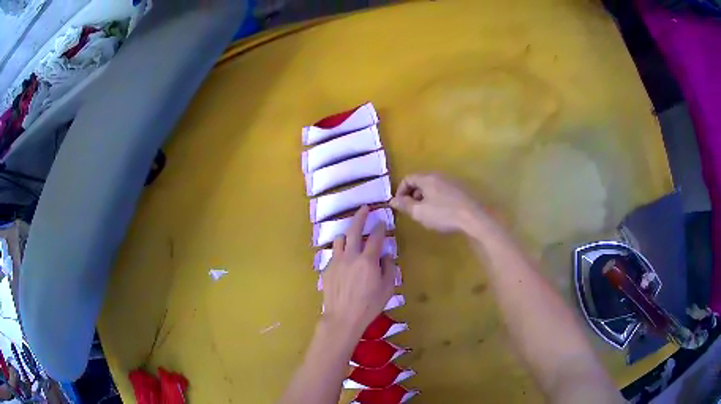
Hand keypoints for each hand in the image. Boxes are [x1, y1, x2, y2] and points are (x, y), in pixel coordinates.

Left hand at [321, 206, 395, 337]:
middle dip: (360, 216)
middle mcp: (351, 256)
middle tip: (365, 208)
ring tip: (352, 235)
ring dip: (348, 233)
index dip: (380, 227)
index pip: (375, 237)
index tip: (382, 221)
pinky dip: (341, 250)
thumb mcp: (387, 289)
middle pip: (354, 229)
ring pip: (340, 238)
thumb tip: (385, 255)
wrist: (342, 317)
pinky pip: (334, 252)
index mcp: (368, 260)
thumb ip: (389, 268)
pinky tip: (344, 257)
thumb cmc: (369, 305)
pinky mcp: (327, 268)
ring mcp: (336, 261)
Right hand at [390, 173, 484, 233]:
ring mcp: (452, 181)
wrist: (474, 216)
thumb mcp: (420, 212)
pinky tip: (442, 212)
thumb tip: (392, 200)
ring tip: (427, 213)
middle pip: (420, 181)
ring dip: (425, 197)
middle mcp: (439, 175)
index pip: (408, 178)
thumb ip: (404, 205)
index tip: (400, 205)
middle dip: (413, 195)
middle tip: (413, 210)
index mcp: (427, 178)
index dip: (400, 191)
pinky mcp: (461, 188)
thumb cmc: (444, 214)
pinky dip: (437, 198)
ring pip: (432, 186)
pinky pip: (443, 190)